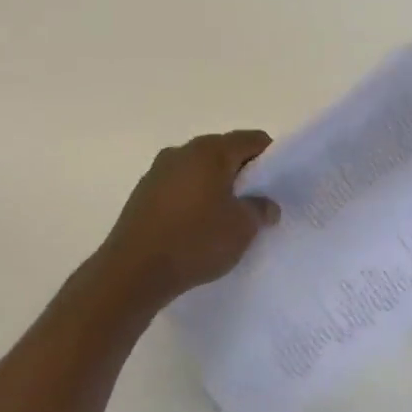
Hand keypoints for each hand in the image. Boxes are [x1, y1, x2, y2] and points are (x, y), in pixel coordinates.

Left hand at [97, 130, 280, 306]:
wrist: (134, 271)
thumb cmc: (196, 241)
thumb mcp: (242, 228)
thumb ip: (260, 209)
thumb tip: (265, 204)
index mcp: (210, 151)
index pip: (251, 140)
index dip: (270, 158)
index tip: (278, 184)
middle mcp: (182, 151)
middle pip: (223, 152)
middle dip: (242, 173)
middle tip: (256, 202)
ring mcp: (158, 171)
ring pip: (199, 170)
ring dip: (216, 186)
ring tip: (225, 217)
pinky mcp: (143, 193)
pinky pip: (179, 187)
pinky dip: (194, 198)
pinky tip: (197, 226)